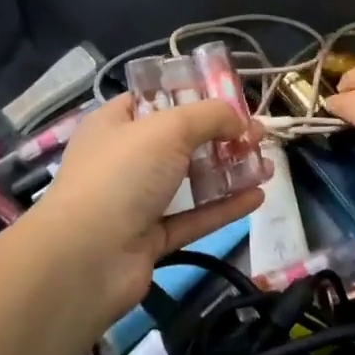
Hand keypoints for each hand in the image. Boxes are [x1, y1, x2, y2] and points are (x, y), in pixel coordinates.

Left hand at [33, 95, 264, 310]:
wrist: (86, 259)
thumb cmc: (122, 175)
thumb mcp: (169, 127)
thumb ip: (211, 116)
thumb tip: (240, 122)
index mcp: (115, 124)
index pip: (154, 100)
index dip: (192, 95)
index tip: (229, 98)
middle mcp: (124, 159)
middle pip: (180, 141)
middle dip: (222, 136)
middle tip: (259, 135)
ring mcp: (136, 201)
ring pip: (190, 181)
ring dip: (229, 172)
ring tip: (268, 166)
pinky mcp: (150, 238)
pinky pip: (194, 217)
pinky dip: (224, 207)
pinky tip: (257, 197)